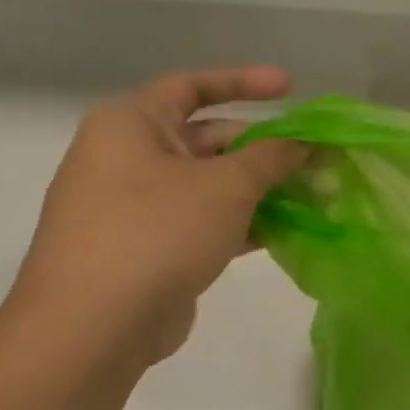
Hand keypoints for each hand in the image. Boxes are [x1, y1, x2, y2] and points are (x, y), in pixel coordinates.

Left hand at [11, 66, 308, 364]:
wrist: (93, 327)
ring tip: (315, 195)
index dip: (244, 82)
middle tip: (316, 157)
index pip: (193, 86)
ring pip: (211, 184)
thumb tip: (305, 141)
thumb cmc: (157, 231)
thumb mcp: (227, 185)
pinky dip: (244, 221)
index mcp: (131, 125)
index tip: (291, 87)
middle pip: (209, 138)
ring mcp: (136, 205)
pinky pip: (205, 220)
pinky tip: (288, 231)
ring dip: (262, 189)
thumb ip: (273, 156)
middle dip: (265, 148)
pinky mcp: (150, 247)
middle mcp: (128, 157)